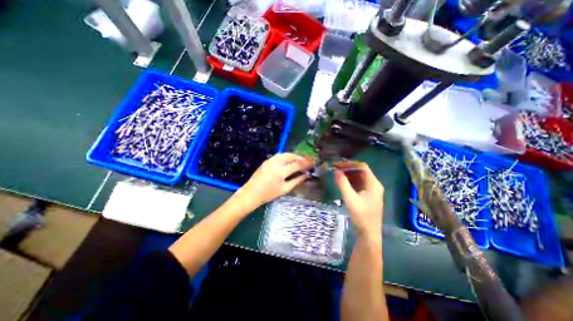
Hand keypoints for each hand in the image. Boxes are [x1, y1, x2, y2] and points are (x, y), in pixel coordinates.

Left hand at [235, 153, 312, 210]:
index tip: (313, 164)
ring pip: (285, 154)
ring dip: (293, 155)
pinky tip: (289, 160)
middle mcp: (276, 163)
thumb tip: (307, 175)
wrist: (252, 193)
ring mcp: (270, 160)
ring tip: (300, 160)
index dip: (306, 163)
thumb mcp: (285, 189)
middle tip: (307, 161)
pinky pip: (279, 155)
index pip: (297, 164)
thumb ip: (297, 181)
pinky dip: (286, 156)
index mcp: (281, 172)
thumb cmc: (269, 194)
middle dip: (300, 157)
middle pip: (291, 156)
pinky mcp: (267, 161)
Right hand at [334, 162, 381, 238]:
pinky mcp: (367, 195)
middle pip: (360, 171)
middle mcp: (374, 185)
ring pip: (358, 177)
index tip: (337, 165)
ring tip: (336, 174)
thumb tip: (336, 171)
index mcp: (373, 184)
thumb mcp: (350, 199)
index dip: (349, 164)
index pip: (362, 167)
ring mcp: (371, 190)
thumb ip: (343, 184)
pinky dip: (349, 181)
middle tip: (334, 169)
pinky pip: (358, 184)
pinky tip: (341, 182)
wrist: (368, 234)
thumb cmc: (361, 217)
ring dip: (348, 174)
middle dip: (347, 168)